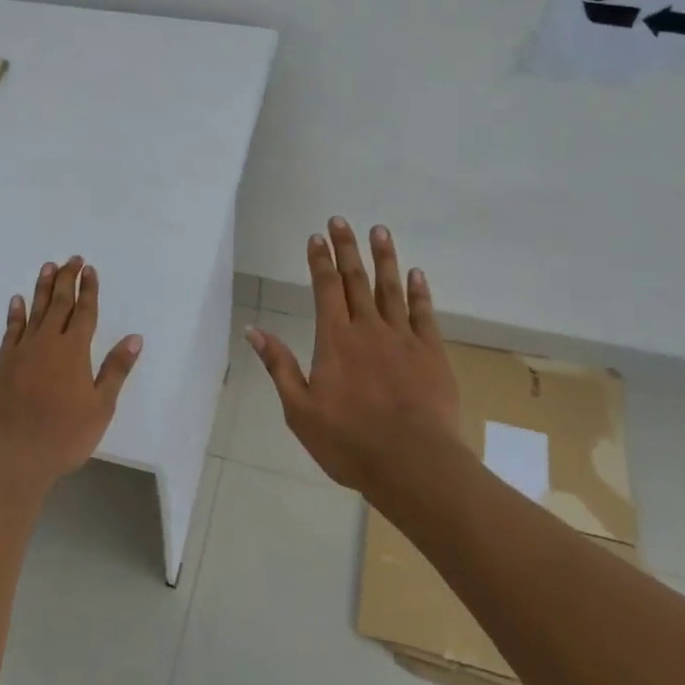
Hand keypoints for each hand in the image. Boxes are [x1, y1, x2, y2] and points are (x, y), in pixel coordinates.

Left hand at [0, 256, 142, 486]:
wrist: (11, 455)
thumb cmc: (63, 436)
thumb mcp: (100, 407)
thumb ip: (115, 370)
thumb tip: (135, 337)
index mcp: (74, 351)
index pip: (84, 312)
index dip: (89, 290)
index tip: (90, 270)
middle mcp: (47, 343)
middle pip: (59, 304)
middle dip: (67, 280)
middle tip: (72, 259)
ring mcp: (22, 351)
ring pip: (35, 310)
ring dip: (43, 288)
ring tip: (48, 267)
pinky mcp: (2, 363)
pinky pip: (11, 330)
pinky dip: (16, 313)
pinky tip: (17, 300)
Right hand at [248, 218, 461, 499]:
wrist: (413, 464)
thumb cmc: (349, 442)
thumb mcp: (300, 410)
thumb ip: (279, 366)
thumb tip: (253, 331)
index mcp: (335, 341)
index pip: (325, 289)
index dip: (320, 260)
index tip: (316, 237)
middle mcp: (368, 330)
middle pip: (356, 280)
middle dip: (347, 248)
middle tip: (342, 220)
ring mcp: (403, 339)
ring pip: (391, 289)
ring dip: (384, 258)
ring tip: (380, 230)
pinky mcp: (431, 354)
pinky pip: (424, 314)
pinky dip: (419, 291)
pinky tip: (416, 274)